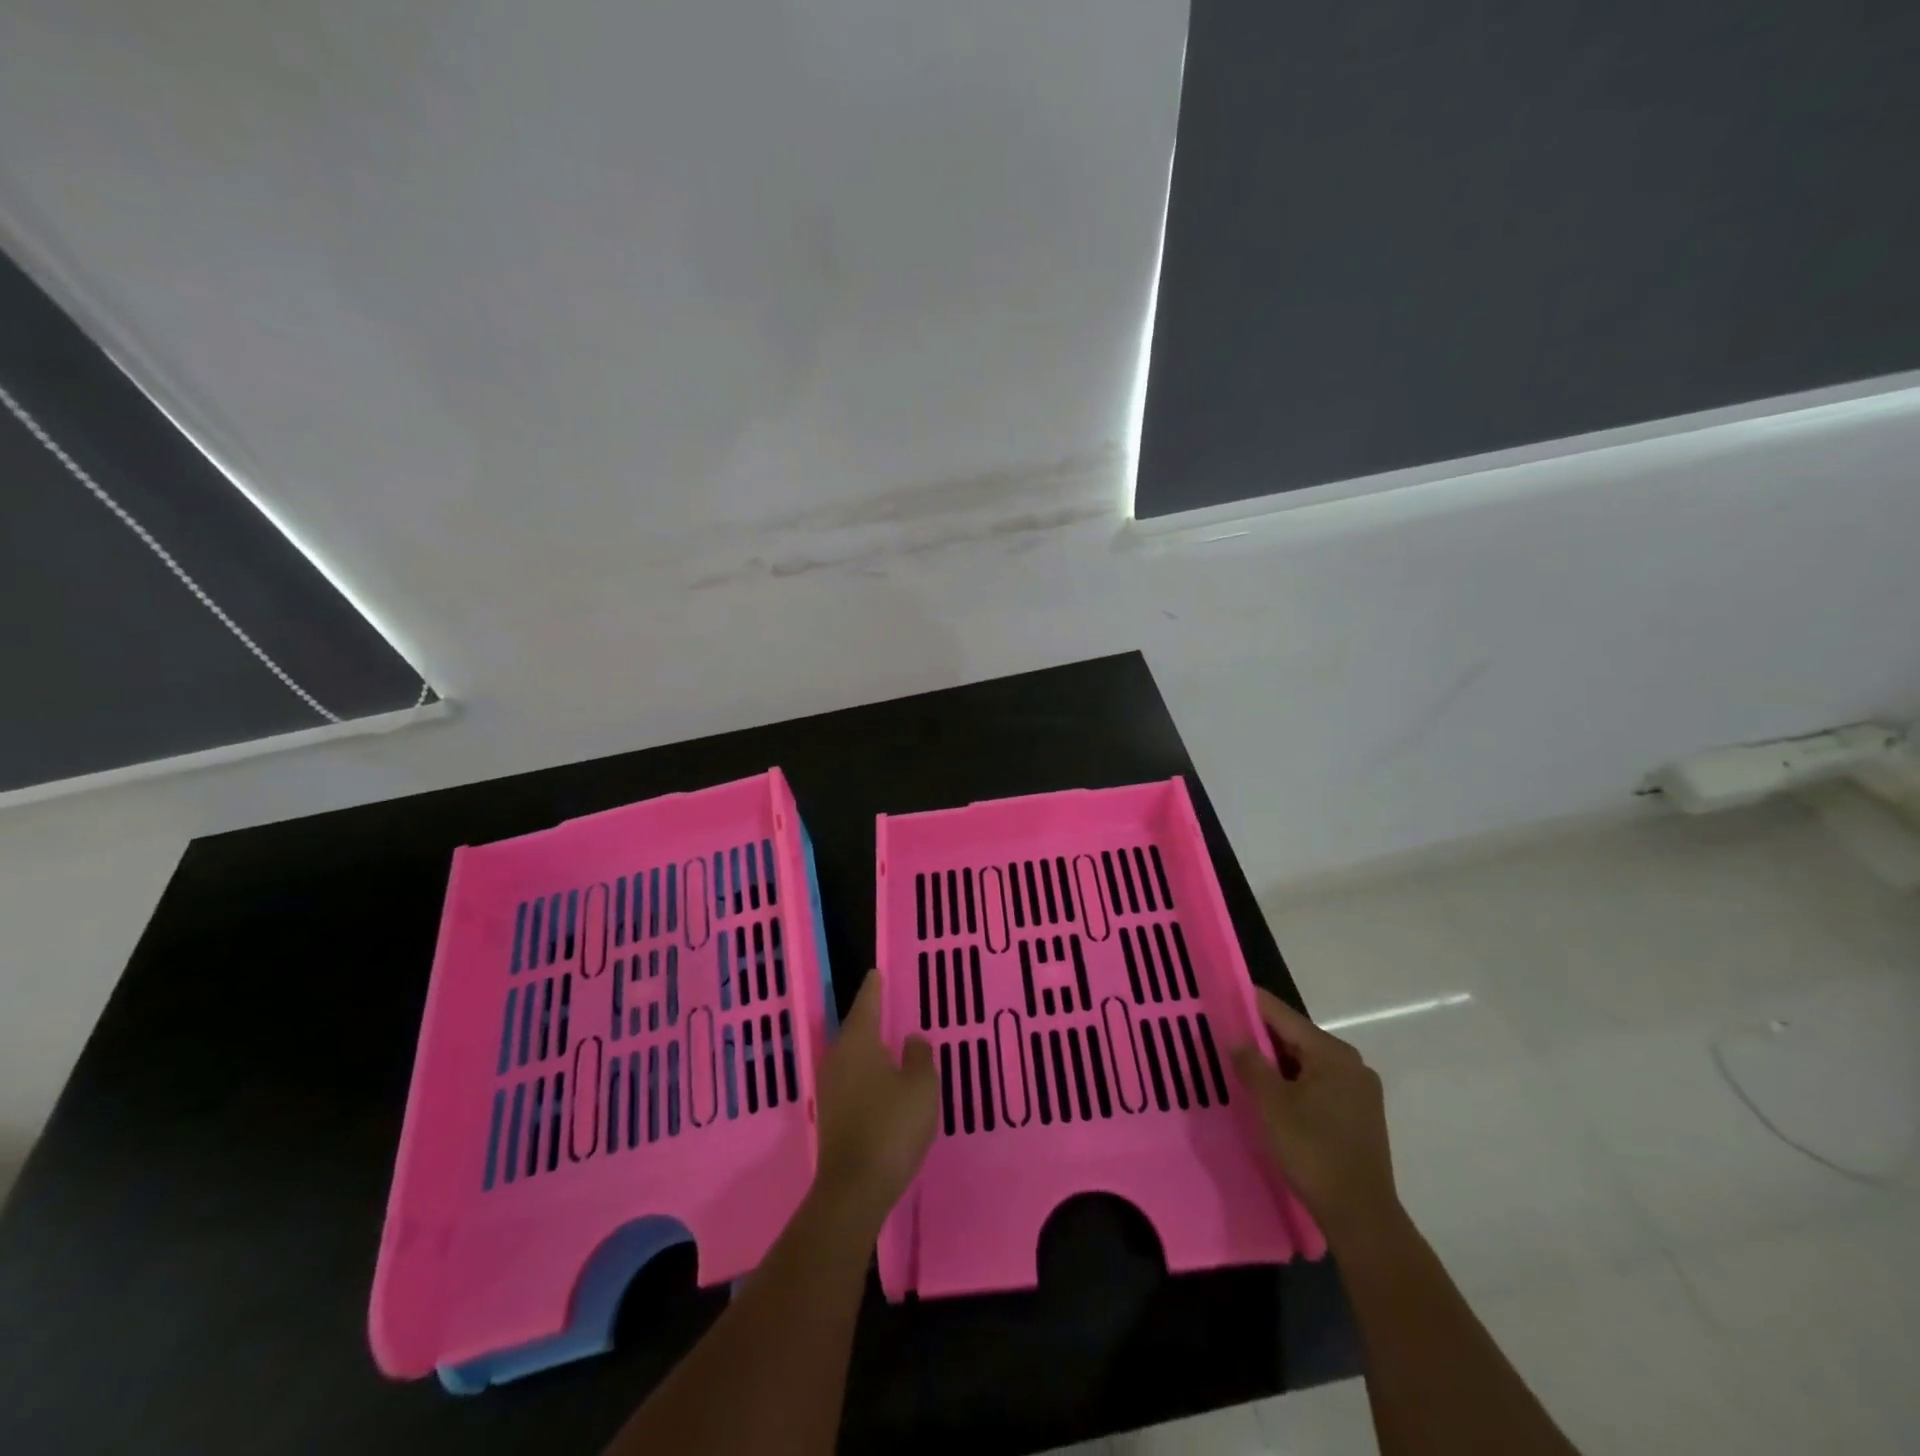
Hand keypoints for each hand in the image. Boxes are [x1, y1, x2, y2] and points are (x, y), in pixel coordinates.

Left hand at [812, 972, 937, 1226]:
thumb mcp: (921, 1086)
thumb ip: (919, 1056)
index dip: (874, 988)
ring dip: (867, 1047)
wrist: (855, 1188)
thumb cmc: (892, 1126)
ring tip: (886, 1040)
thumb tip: (912, 1039)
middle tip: (885, 1004)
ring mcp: (830, 1088)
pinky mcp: (830, 1114)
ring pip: (850, 1055)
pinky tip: (879, 1080)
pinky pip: (850, 1079)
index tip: (876, 972)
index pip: (867, 1003)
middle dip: (869, 1016)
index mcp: (858, 1042)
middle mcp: (837, 1057)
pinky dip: (864, 1072)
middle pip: (854, 1028)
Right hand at [1232, 987, 1400, 1244]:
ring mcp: (1360, 1089)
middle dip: (1261, 1036)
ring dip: (1277, 1062)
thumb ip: (1251, 1064)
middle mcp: (1351, 1063)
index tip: (1223, 995)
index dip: (1251, 1004)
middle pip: (1296, 1037)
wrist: (1361, 1216)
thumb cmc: (1313, 1152)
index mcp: (1332, 1053)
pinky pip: (1319, 1083)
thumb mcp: (1272, 1105)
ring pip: (1307, 1062)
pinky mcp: (1360, 1113)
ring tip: (1242, 1064)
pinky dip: (1294, 1082)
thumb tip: (1236, 1038)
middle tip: (1225, 1034)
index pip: (1282, 1015)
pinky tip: (1272, 1094)